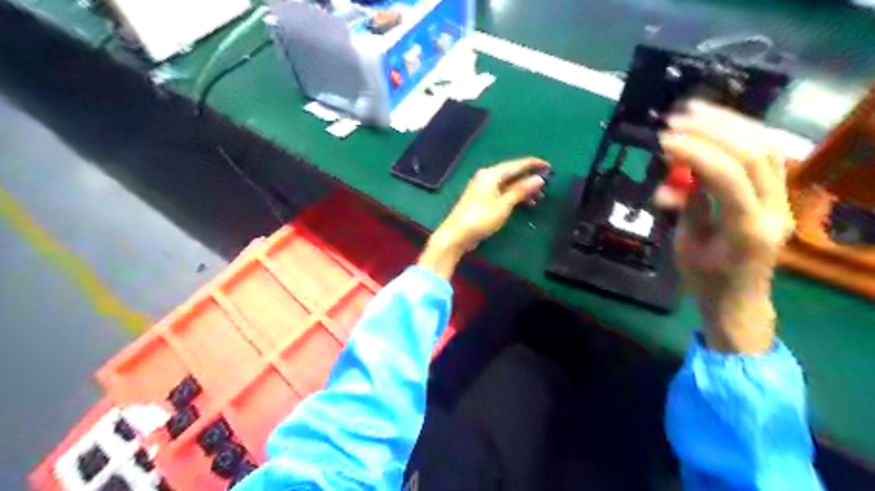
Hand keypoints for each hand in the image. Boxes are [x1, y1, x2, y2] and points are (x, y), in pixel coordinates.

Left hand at [417, 157, 544, 280]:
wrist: (455, 235)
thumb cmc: (480, 218)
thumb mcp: (503, 205)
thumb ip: (521, 190)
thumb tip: (538, 178)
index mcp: (491, 174)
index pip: (516, 164)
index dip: (533, 164)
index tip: (549, 166)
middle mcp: (486, 177)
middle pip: (511, 173)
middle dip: (529, 178)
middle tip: (546, 185)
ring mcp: (482, 188)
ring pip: (507, 184)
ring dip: (522, 189)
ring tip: (538, 198)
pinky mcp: (481, 200)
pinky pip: (502, 192)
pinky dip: (513, 196)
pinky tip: (523, 203)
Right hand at [661, 99, 796, 353]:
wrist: (740, 300)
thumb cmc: (706, 281)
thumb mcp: (686, 245)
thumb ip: (688, 205)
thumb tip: (676, 174)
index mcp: (747, 230)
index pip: (728, 177)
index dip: (696, 153)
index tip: (664, 141)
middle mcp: (775, 210)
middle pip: (754, 154)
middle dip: (713, 130)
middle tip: (676, 120)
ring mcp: (783, 200)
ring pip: (766, 147)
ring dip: (728, 124)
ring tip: (693, 111)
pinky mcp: (779, 194)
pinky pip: (765, 155)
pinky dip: (738, 134)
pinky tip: (713, 125)